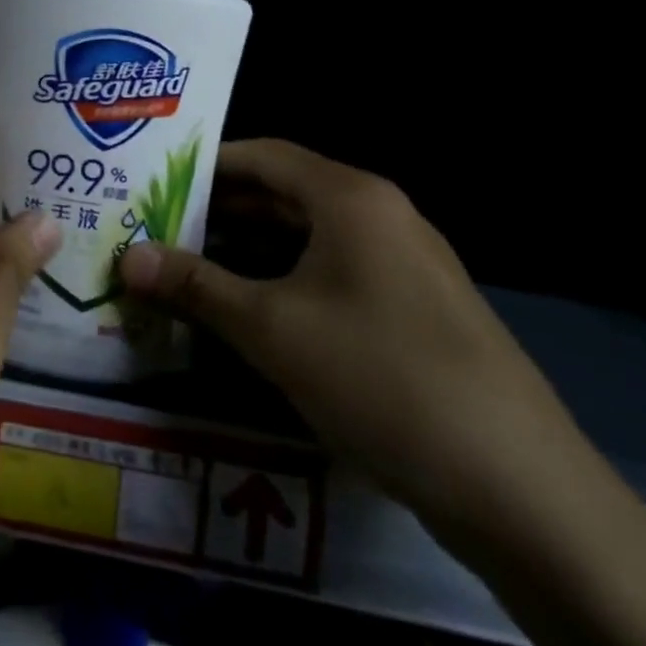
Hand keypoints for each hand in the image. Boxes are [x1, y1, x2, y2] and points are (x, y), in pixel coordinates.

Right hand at [120, 140, 577, 527]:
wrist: (520, 489)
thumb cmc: (381, 378)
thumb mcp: (271, 329)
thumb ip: (194, 286)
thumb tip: (125, 257)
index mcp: (349, 198)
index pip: (260, 156)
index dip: (201, 165)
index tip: (148, 183)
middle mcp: (379, 216)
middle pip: (280, 195)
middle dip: (215, 213)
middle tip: (153, 230)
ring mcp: (400, 264)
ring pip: (303, 239)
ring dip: (244, 252)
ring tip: (183, 271)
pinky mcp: (410, 310)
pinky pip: (328, 275)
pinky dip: (280, 283)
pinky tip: (242, 313)